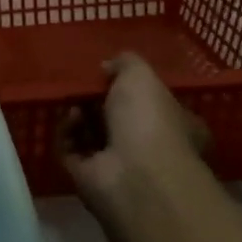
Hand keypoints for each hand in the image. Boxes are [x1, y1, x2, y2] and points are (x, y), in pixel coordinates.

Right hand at [61, 52, 209, 214]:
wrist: (134, 176)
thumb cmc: (149, 121)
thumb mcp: (141, 75)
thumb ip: (126, 63)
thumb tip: (108, 67)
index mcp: (175, 125)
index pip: (152, 104)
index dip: (129, 89)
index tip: (108, 74)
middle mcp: (150, 148)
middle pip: (117, 118)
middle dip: (97, 101)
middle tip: (83, 86)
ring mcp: (119, 166)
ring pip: (91, 134)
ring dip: (79, 115)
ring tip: (73, 102)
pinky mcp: (89, 178)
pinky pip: (70, 150)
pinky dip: (66, 133)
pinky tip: (68, 119)